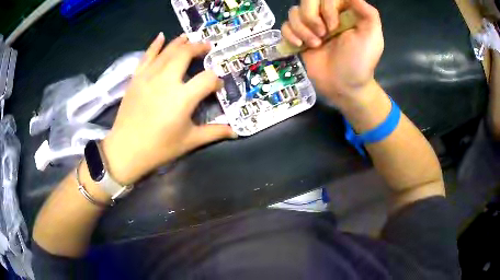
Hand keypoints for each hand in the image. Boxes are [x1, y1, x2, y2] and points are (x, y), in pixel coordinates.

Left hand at [101, 33, 235, 184]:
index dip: (216, 81)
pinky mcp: (136, 78)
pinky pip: (147, 56)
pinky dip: (155, 45)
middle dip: (199, 48)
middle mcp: (166, 81)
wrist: (125, 150)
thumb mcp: (189, 141)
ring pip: (167, 51)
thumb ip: (214, 133)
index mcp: (182, 98)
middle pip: (186, 54)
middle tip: (207, 47)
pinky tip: (161, 36)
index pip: (207, 79)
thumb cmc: (159, 148)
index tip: (216, 88)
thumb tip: (235, 131)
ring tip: (190, 38)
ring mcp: (149, 77)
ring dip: (180, 43)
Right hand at [281, 0, 383, 107]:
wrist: (344, 86)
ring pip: (294, 12)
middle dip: (311, 17)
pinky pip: (285, 25)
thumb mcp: (372, 37)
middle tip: (323, 35)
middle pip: (307, 0)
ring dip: (302, 29)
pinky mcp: (299, 37)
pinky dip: (290, 35)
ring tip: (315, 45)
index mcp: (343, 11)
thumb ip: (369, 13)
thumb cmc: (360, 62)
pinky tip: (300, 46)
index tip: (335, 28)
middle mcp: (326, 14)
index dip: (327, 8)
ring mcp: (311, 25)